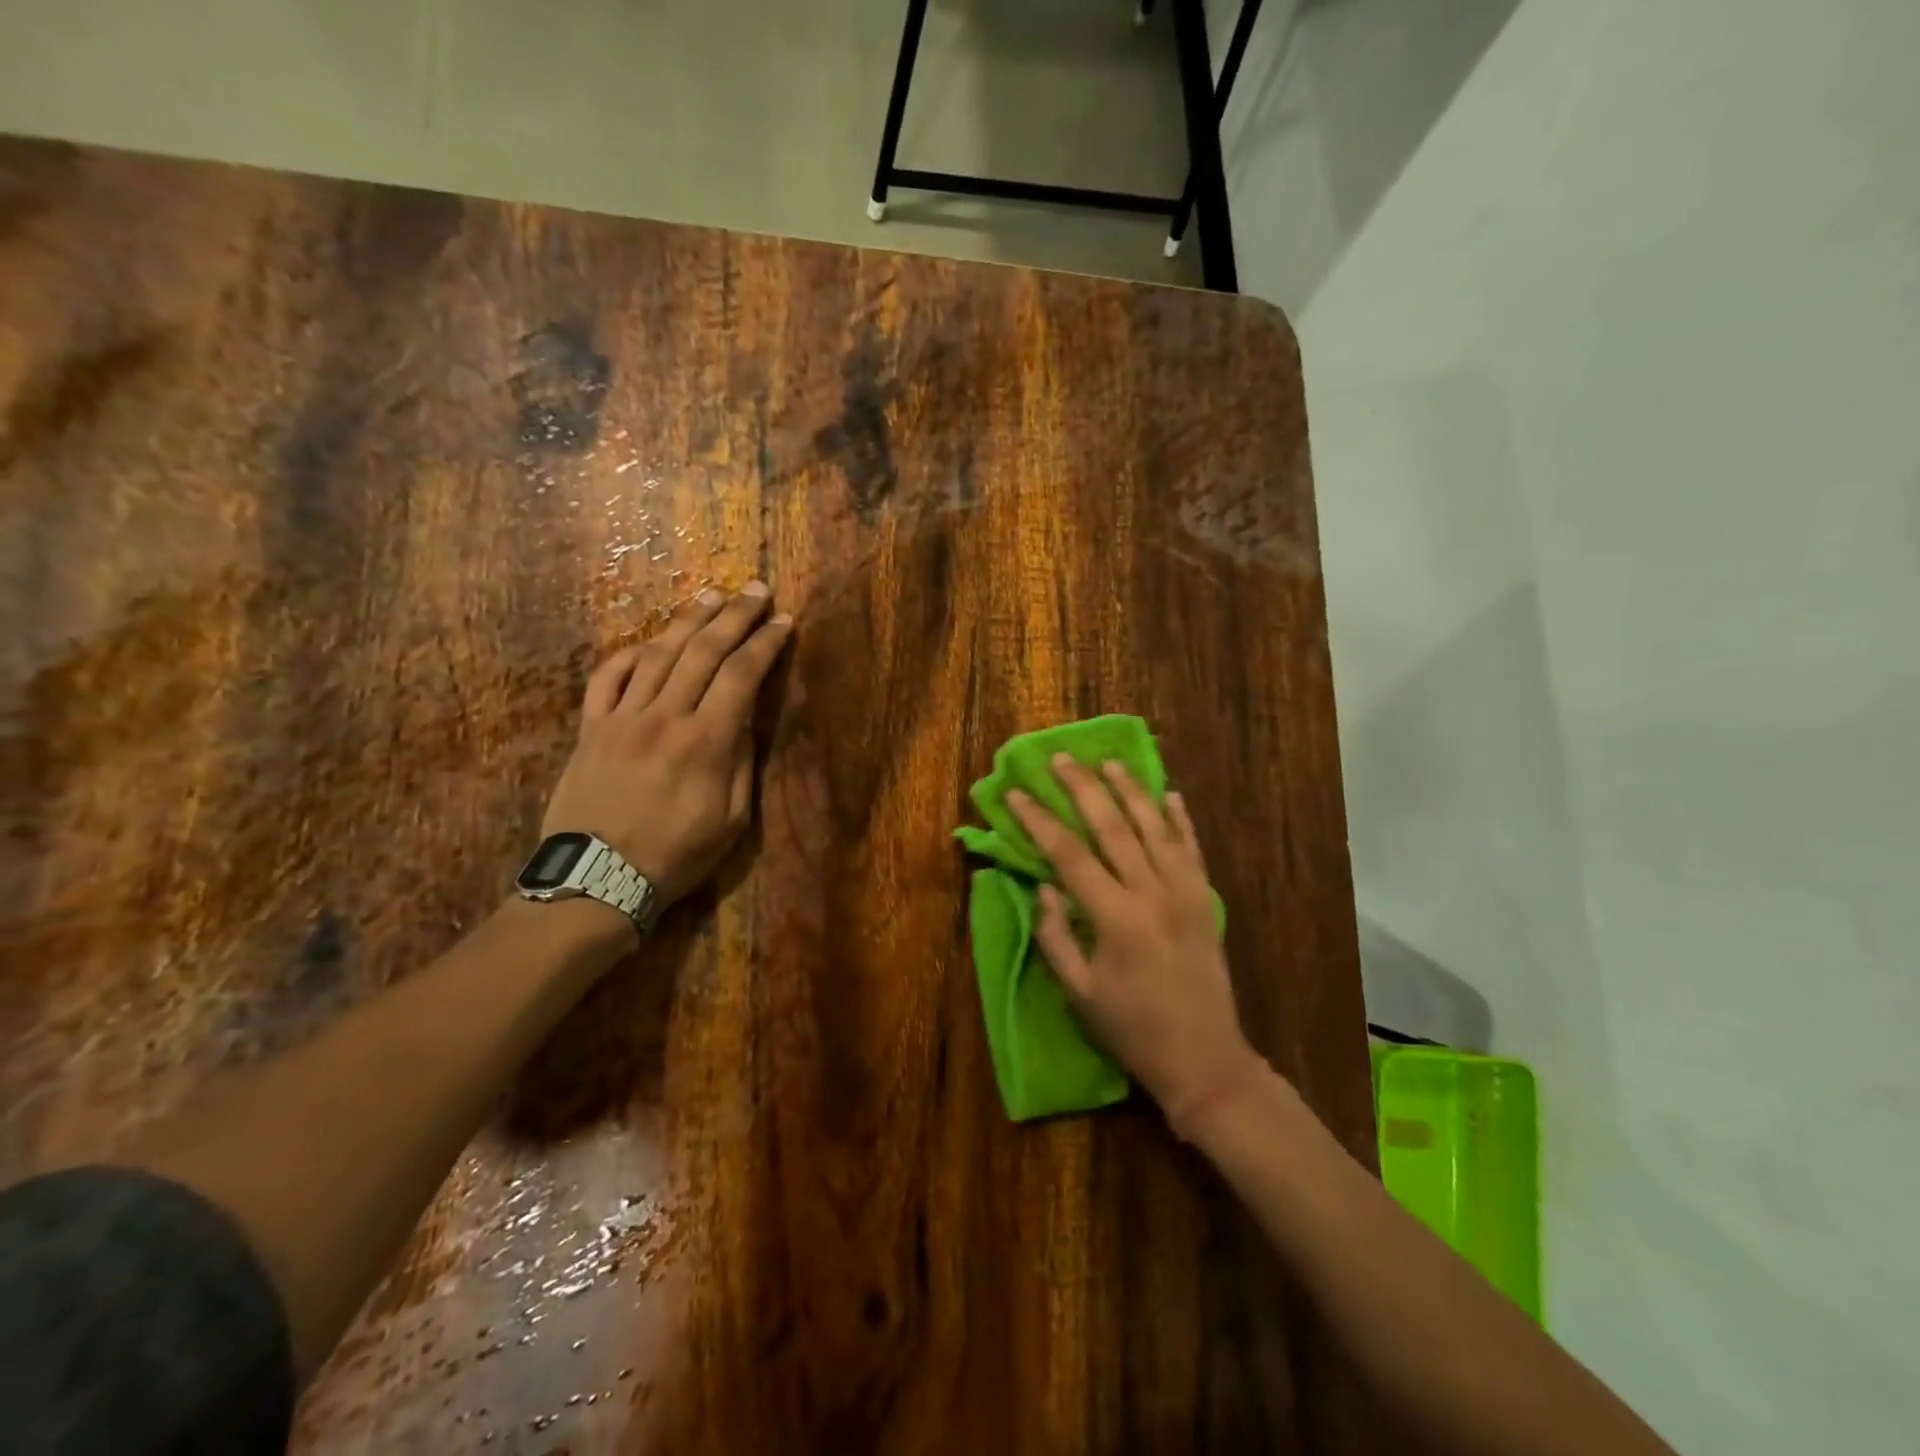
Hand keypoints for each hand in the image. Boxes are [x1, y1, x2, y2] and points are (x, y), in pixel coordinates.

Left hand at [541, 583, 791, 909]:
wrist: (596, 881)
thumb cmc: (676, 857)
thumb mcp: (732, 821)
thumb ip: (741, 764)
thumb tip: (744, 722)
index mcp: (705, 742)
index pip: (741, 675)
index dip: (765, 644)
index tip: (783, 622)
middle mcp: (664, 717)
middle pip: (703, 651)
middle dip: (734, 616)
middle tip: (755, 591)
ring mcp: (621, 718)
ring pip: (657, 654)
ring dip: (688, 621)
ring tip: (711, 597)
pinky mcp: (590, 728)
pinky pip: (608, 677)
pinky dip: (630, 653)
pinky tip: (650, 641)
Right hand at [1007, 756, 1263, 1124]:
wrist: (1205, 1058)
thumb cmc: (1132, 1028)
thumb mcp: (1079, 992)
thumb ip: (1055, 935)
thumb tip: (1043, 886)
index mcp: (1115, 918)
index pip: (1069, 855)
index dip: (1039, 821)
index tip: (1017, 793)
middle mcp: (1152, 893)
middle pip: (1113, 827)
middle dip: (1083, 788)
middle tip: (1062, 759)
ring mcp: (1185, 892)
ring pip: (1156, 827)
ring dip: (1131, 791)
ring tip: (1110, 762)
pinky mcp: (1205, 900)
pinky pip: (1193, 848)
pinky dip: (1181, 818)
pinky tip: (1170, 793)